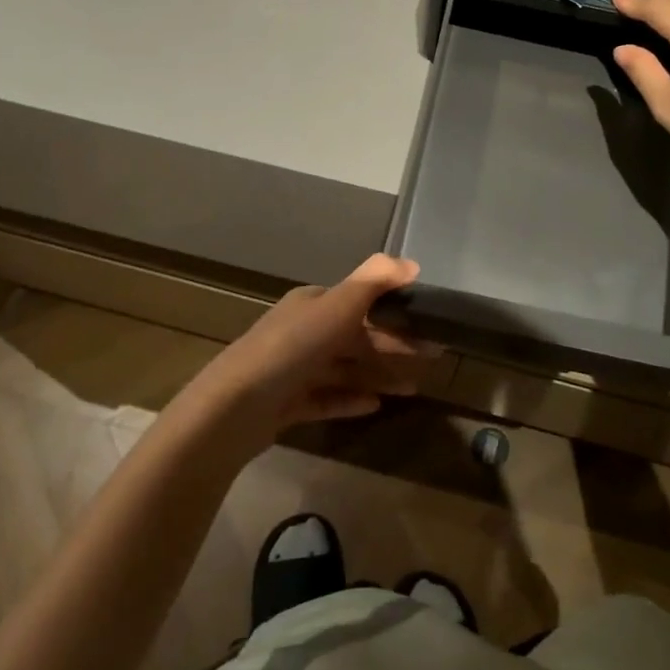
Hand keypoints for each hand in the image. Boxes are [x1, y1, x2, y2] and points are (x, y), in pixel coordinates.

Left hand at [182, 254, 426, 454]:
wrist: (235, 407)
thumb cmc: (292, 348)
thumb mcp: (337, 307)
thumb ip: (374, 281)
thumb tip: (412, 262)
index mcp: (313, 304)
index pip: (361, 302)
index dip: (396, 310)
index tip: (429, 322)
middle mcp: (304, 331)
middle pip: (357, 336)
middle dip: (394, 345)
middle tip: (434, 356)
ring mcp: (294, 369)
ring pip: (345, 369)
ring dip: (379, 375)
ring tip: (414, 389)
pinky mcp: (287, 404)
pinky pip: (327, 398)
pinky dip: (351, 399)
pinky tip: (376, 407)